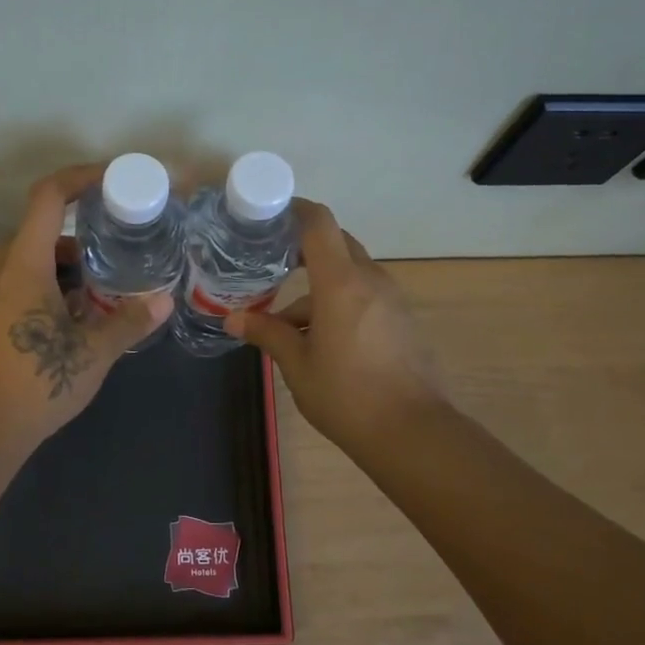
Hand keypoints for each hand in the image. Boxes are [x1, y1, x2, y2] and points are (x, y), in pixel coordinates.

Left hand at [0, 164, 172, 461]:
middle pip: (39, 232)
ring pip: (27, 265)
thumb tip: (165, 301)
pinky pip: (15, 290)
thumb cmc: (34, 382)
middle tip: (117, 247)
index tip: (112, 180)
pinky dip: (45, 291)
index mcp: (23, 263)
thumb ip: (129, 322)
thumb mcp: (93, 353)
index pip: (49, 196)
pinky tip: (70, 324)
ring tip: (101, 290)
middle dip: (80, 235)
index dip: (81, 178)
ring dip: (63, 268)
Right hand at [226, 200, 447, 455]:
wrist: (412, 433)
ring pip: (349, 275)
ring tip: (282, 322)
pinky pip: (364, 296)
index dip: (294, 211)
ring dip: (318, 287)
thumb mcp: (297, 365)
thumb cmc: (346, 395)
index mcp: (341, 282)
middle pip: (336, 244)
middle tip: (268, 262)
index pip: (319, 224)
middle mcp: (370, 280)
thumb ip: (267, 333)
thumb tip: (232, 319)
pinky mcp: (401, 320)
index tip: (269, 217)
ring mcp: (391, 300)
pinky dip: (338, 303)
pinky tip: (317, 340)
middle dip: (302, 248)